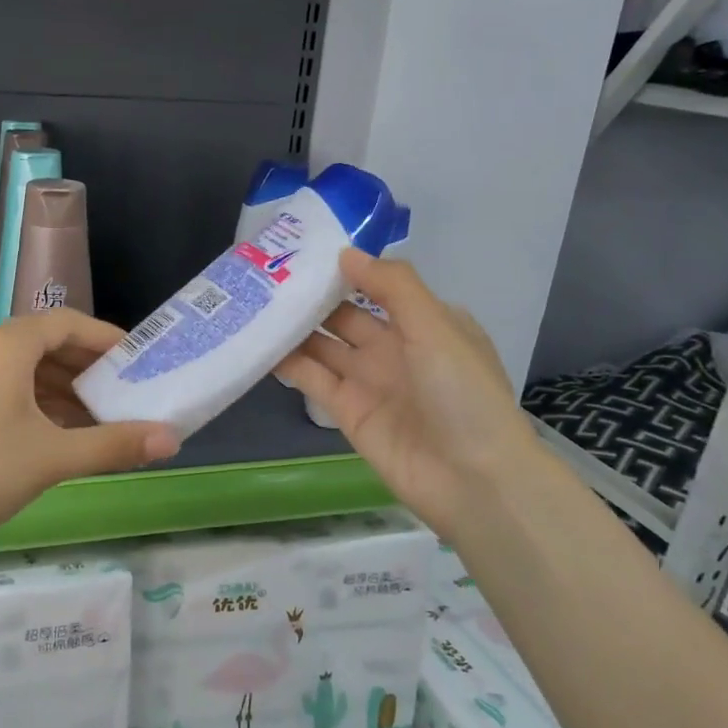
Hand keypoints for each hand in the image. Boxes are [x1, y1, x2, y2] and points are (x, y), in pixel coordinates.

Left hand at [0, 310, 179, 557]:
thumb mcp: (51, 458)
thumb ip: (113, 445)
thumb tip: (172, 440)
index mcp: (4, 344)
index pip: (68, 324)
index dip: (107, 340)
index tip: (138, 363)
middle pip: (43, 343)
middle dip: (85, 369)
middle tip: (122, 396)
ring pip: (19, 368)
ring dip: (58, 389)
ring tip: (93, 421)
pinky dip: (30, 401)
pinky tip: (50, 434)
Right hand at [275, 249, 539, 541]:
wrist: (473, 479)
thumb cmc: (462, 393)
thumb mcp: (436, 326)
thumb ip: (392, 285)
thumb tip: (345, 253)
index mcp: (425, 323)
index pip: (378, 285)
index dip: (345, 269)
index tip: (304, 248)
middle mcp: (395, 348)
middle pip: (344, 315)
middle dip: (311, 296)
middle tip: (266, 272)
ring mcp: (369, 381)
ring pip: (323, 345)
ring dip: (293, 327)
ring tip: (253, 302)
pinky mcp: (346, 411)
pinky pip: (312, 379)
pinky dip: (287, 362)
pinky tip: (258, 342)